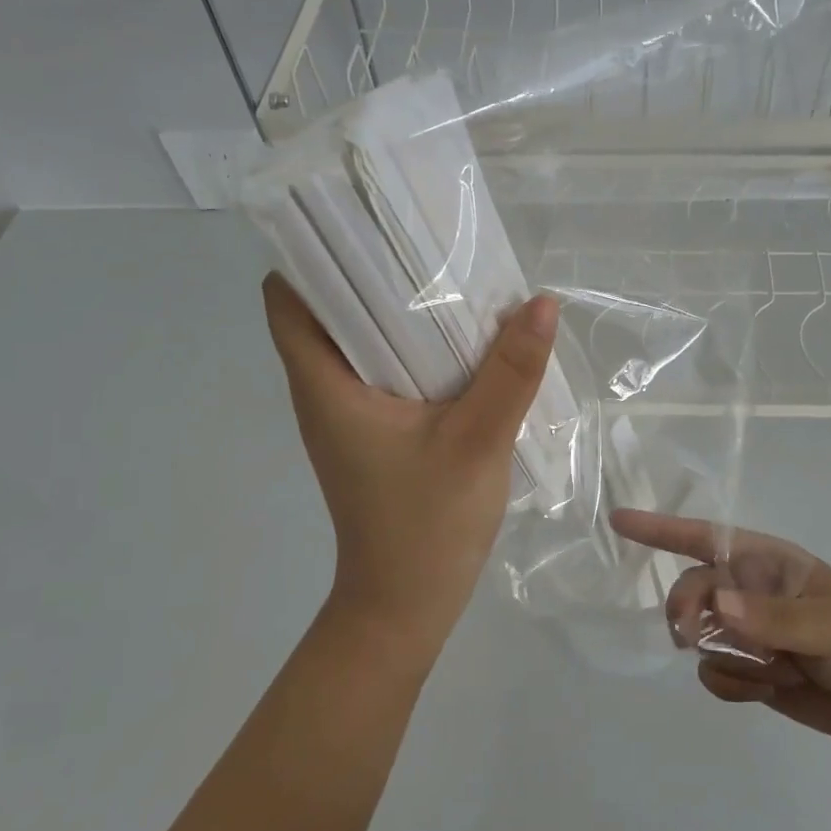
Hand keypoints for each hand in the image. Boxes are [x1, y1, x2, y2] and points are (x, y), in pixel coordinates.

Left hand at [264, 273, 557, 650]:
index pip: (289, 298)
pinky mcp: (372, 430)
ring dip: (397, 309)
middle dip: (371, 271)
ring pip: (360, 338)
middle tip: (426, 240)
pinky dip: (412, 345)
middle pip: (328, 308)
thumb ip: (511, 373)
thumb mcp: (477, 443)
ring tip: (450, 278)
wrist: (407, 605)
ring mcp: (347, 412)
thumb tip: (541, 303)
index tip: (368, 225)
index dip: (316, 254)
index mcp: (325, 384)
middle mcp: (324, 390)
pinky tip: (461, 341)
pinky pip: (384, 368)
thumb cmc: (427, 526)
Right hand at [611, 510, 830, 756]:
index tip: (620, 521)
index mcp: (771, 564)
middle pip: (694, 590)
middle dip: (688, 612)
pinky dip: (731, 685)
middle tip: (691, 637)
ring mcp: (753, 634)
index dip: (661, 529)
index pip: (705, 538)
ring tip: (769, 671)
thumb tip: (716, 604)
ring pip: (702, 635)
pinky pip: (716, 673)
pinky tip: (767, 692)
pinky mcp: (755, 673)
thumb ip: (771, 617)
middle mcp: (754, 593)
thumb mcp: (830, 626)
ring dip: (722, 655)